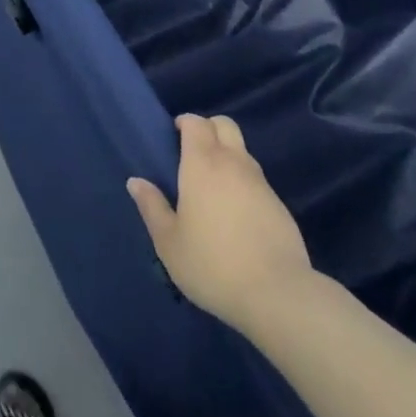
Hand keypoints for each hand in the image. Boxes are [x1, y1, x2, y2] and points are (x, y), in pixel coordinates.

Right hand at [128, 113, 319, 335]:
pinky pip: (256, 179)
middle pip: (224, 125)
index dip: (185, 122)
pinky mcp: (279, 205)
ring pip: (242, 151)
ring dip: (226, 155)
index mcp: (203, 165)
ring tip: (211, 188)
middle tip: (192, 153)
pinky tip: (235, 215)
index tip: (173, 136)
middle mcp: (234, 164)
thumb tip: (136, 181)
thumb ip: (152, 207)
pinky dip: (242, 182)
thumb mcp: (169, 242)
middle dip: (208, 129)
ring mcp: (261, 183)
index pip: (196, 123)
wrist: (277, 294)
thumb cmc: (212, 264)